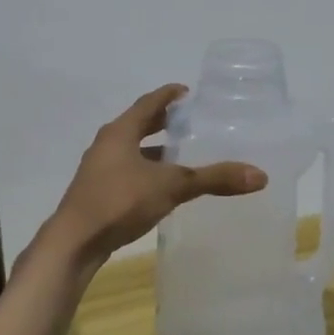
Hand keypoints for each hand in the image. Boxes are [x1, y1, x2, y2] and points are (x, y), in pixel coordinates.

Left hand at [43, 84, 266, 263]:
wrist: (74, 243)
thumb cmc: (119, 202)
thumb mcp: (171, 186)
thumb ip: (213, 178)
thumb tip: (259, 175)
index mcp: (120, 132)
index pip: (148, 103)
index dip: (168, 95)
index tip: (187, 92)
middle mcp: (106, 145)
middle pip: (138, 125)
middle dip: (163, 122)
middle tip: (189, 121)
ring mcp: (99, 170)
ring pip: (131, 151)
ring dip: (154, 150)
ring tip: (181, 154)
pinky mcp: (97, 193)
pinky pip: (127, 172)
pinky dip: (146, 171)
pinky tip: (161, 187)